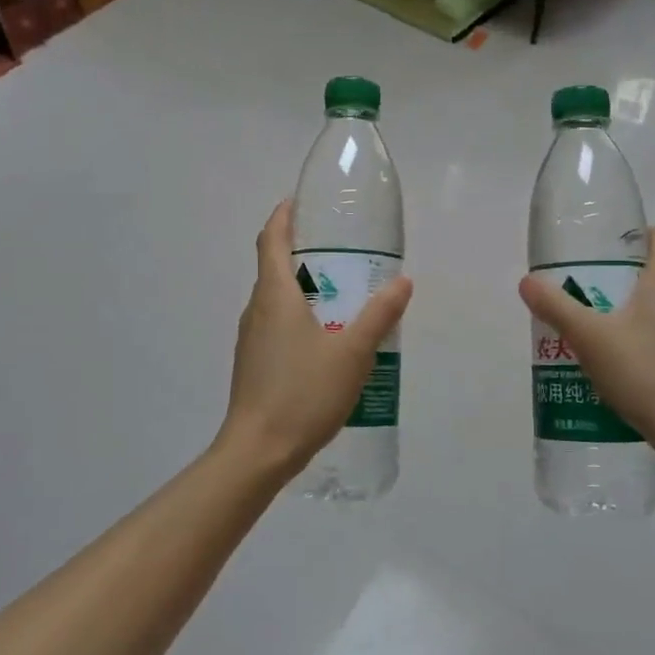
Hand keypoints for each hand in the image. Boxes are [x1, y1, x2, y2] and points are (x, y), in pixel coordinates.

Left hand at [219, 201, 412, 479]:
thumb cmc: (303, 394)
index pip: (271, 239)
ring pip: (276, 299)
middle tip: (341, 250)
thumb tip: (402, 281)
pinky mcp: (254, 363)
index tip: (301, 202)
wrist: (258, 451)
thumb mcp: (353, 353)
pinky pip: (276, 325)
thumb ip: (379, 315)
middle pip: (273, 267)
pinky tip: (326, 340)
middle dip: (302, 251)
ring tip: (342, 294)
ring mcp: (251, 339)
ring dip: (303, 287)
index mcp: (275, 296)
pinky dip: (298, 317)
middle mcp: (257, 310)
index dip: (283, 216)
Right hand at [519, 226, 654, 460]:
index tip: (602, 253)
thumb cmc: (646, 373)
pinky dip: (644, 336)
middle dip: (621, 276)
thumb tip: (528, 281)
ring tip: (594, 328)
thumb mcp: (589, 337)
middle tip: (584, 291)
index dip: (634, 236)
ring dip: (630, 309)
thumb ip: (556, 307)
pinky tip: (617, 361)